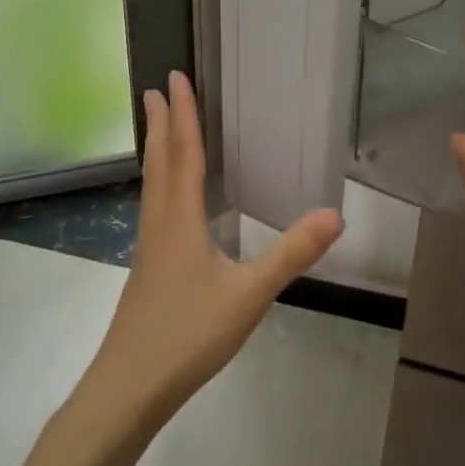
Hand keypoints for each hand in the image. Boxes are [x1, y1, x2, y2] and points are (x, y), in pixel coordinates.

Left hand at [76, 72, 343, 435]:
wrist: (129, 387)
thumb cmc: (188, 335)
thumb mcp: (249, 294)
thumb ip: (292, 253)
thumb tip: (335, 214)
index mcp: (180, 219)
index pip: (183, 153)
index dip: (181, 114)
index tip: (174, 78)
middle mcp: (159, 223)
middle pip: (159, 162)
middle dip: (160, 123)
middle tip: (155, 89)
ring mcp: (149, 247)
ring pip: (152, 185)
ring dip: (156, 150)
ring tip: (157, 128)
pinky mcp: (148, 269)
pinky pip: (154, 207)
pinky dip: (160, 182)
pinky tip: (169, 201)